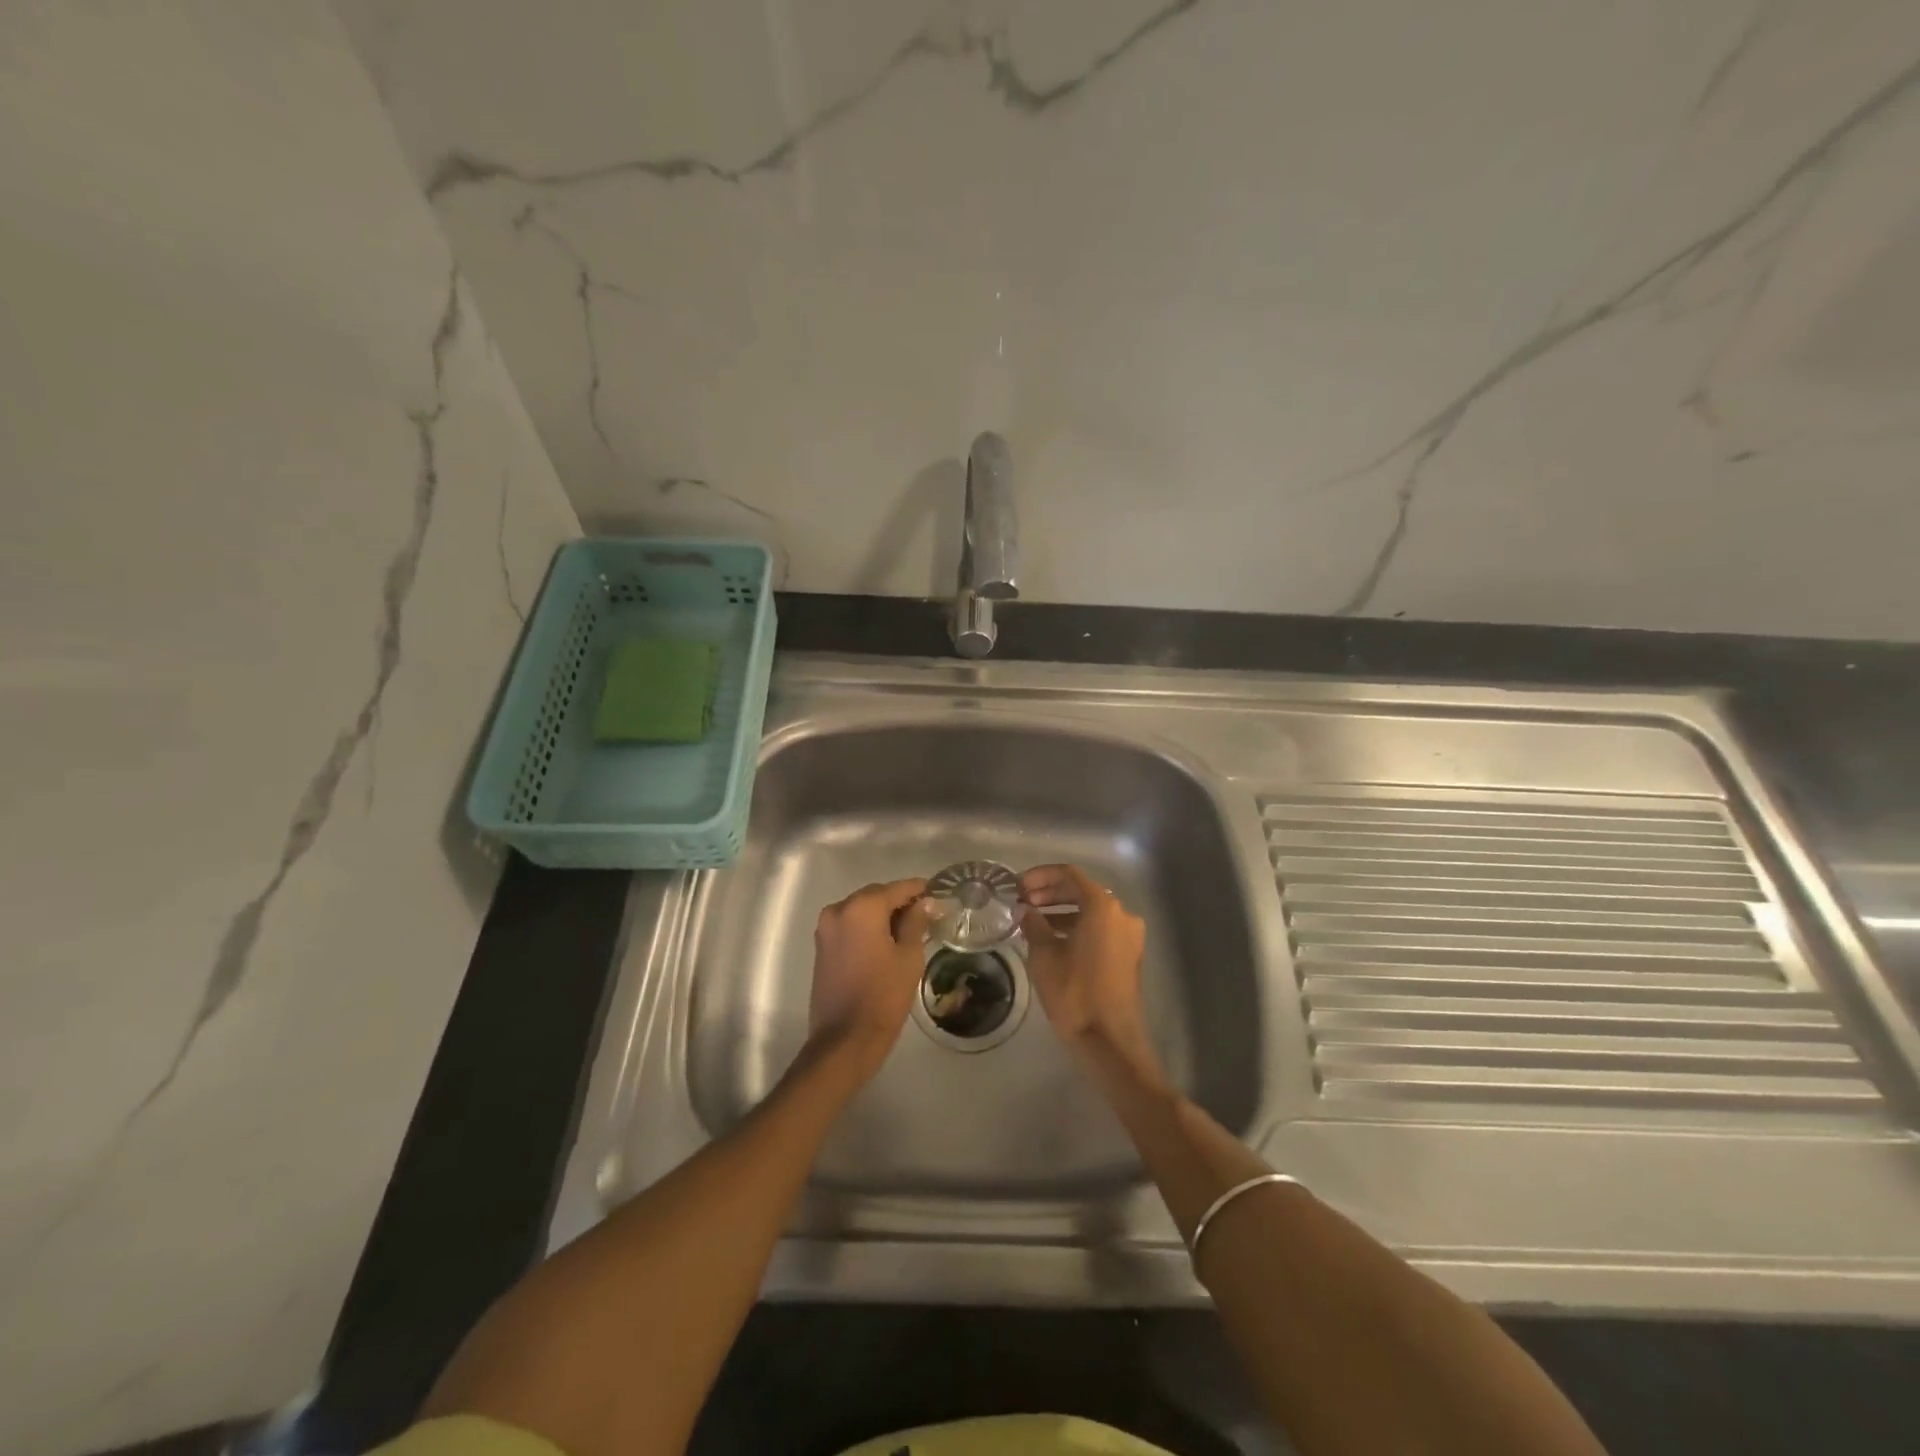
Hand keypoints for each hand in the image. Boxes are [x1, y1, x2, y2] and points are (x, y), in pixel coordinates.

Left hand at [806, 879, 931, 1082]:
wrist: (845, 1039)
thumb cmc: (884, 995)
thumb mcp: (909, 956)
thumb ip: (916, 922)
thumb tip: (924, 903)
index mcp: (862, 908)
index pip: (897, 888)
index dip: (919, 890)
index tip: (937, 894)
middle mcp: (839, 910)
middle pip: (876, 896)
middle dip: (899, 902)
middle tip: (926, 913)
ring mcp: (826, 928)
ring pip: (861, 910)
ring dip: (882, 914)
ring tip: (908, 929)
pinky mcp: (822, 946)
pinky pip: (849, 925)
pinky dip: (867, 927)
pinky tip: (886, 941)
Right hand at [1019, 865, 1163, 1087]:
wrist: (1109, 1040)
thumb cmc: (1074, 993)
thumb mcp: (1044, 956)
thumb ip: (1034, 925)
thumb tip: (1027, 911)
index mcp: (1102, 907)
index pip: (1069, 875)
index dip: (1041, 876)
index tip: (1019, 886)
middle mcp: (1121, 914)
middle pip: (1082, 891)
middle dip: (1051, 893)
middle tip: (1023, 902)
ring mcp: (1129, 935)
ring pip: (1091, 911)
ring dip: (1062, 911)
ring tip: (1033, 921)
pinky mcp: (1129, 955)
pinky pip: (1100, 929)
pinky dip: (1077, 927)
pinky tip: (1053, 939)